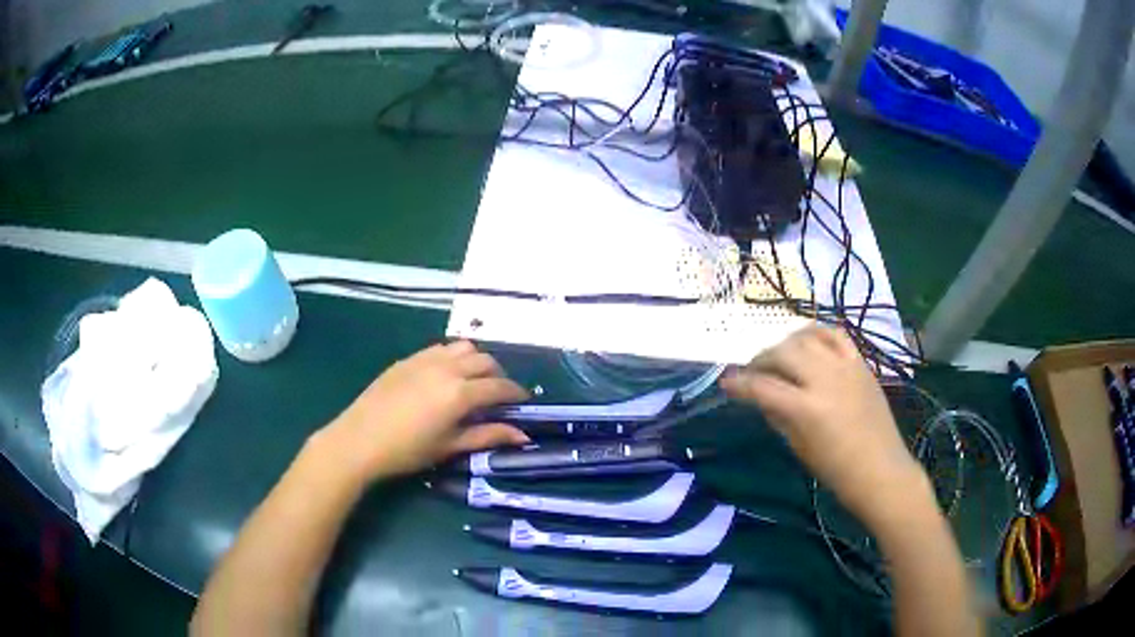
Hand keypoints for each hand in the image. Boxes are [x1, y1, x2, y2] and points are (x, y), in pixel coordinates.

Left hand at [318, 341, 529, 480]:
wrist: (360, 440)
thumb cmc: (408, 450)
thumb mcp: (450, 446)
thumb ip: (488, 436)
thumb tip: (523, 436)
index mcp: (460, 392)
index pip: (499, 387)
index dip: (515, 393)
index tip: (522, 402)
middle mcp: (447, 368)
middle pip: (485, 361)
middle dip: (498, 375)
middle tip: (498, 395)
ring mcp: (426, 359)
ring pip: (463, 348)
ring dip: (476, 361)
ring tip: (473, 381)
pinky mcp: (408, 359)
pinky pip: (440, 348)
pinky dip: (453, 357)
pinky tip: (446, 375)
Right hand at [721, 326, 927, 527]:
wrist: (881, 470)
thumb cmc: (836, 470)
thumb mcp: (799, 447)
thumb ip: (779, 416)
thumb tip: (761, 396)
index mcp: (806, 408)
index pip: (762, 387)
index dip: (739, 384)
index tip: (726, 383)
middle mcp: (825, 379)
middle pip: (782, 353)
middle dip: (760, 359)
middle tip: (752, 371)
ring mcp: (846, 366)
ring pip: (807, 337)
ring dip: (786, 343)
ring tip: (779, 356)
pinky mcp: (861, 363)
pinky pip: (836, 335)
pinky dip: (817, 333)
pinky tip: (808, 342)